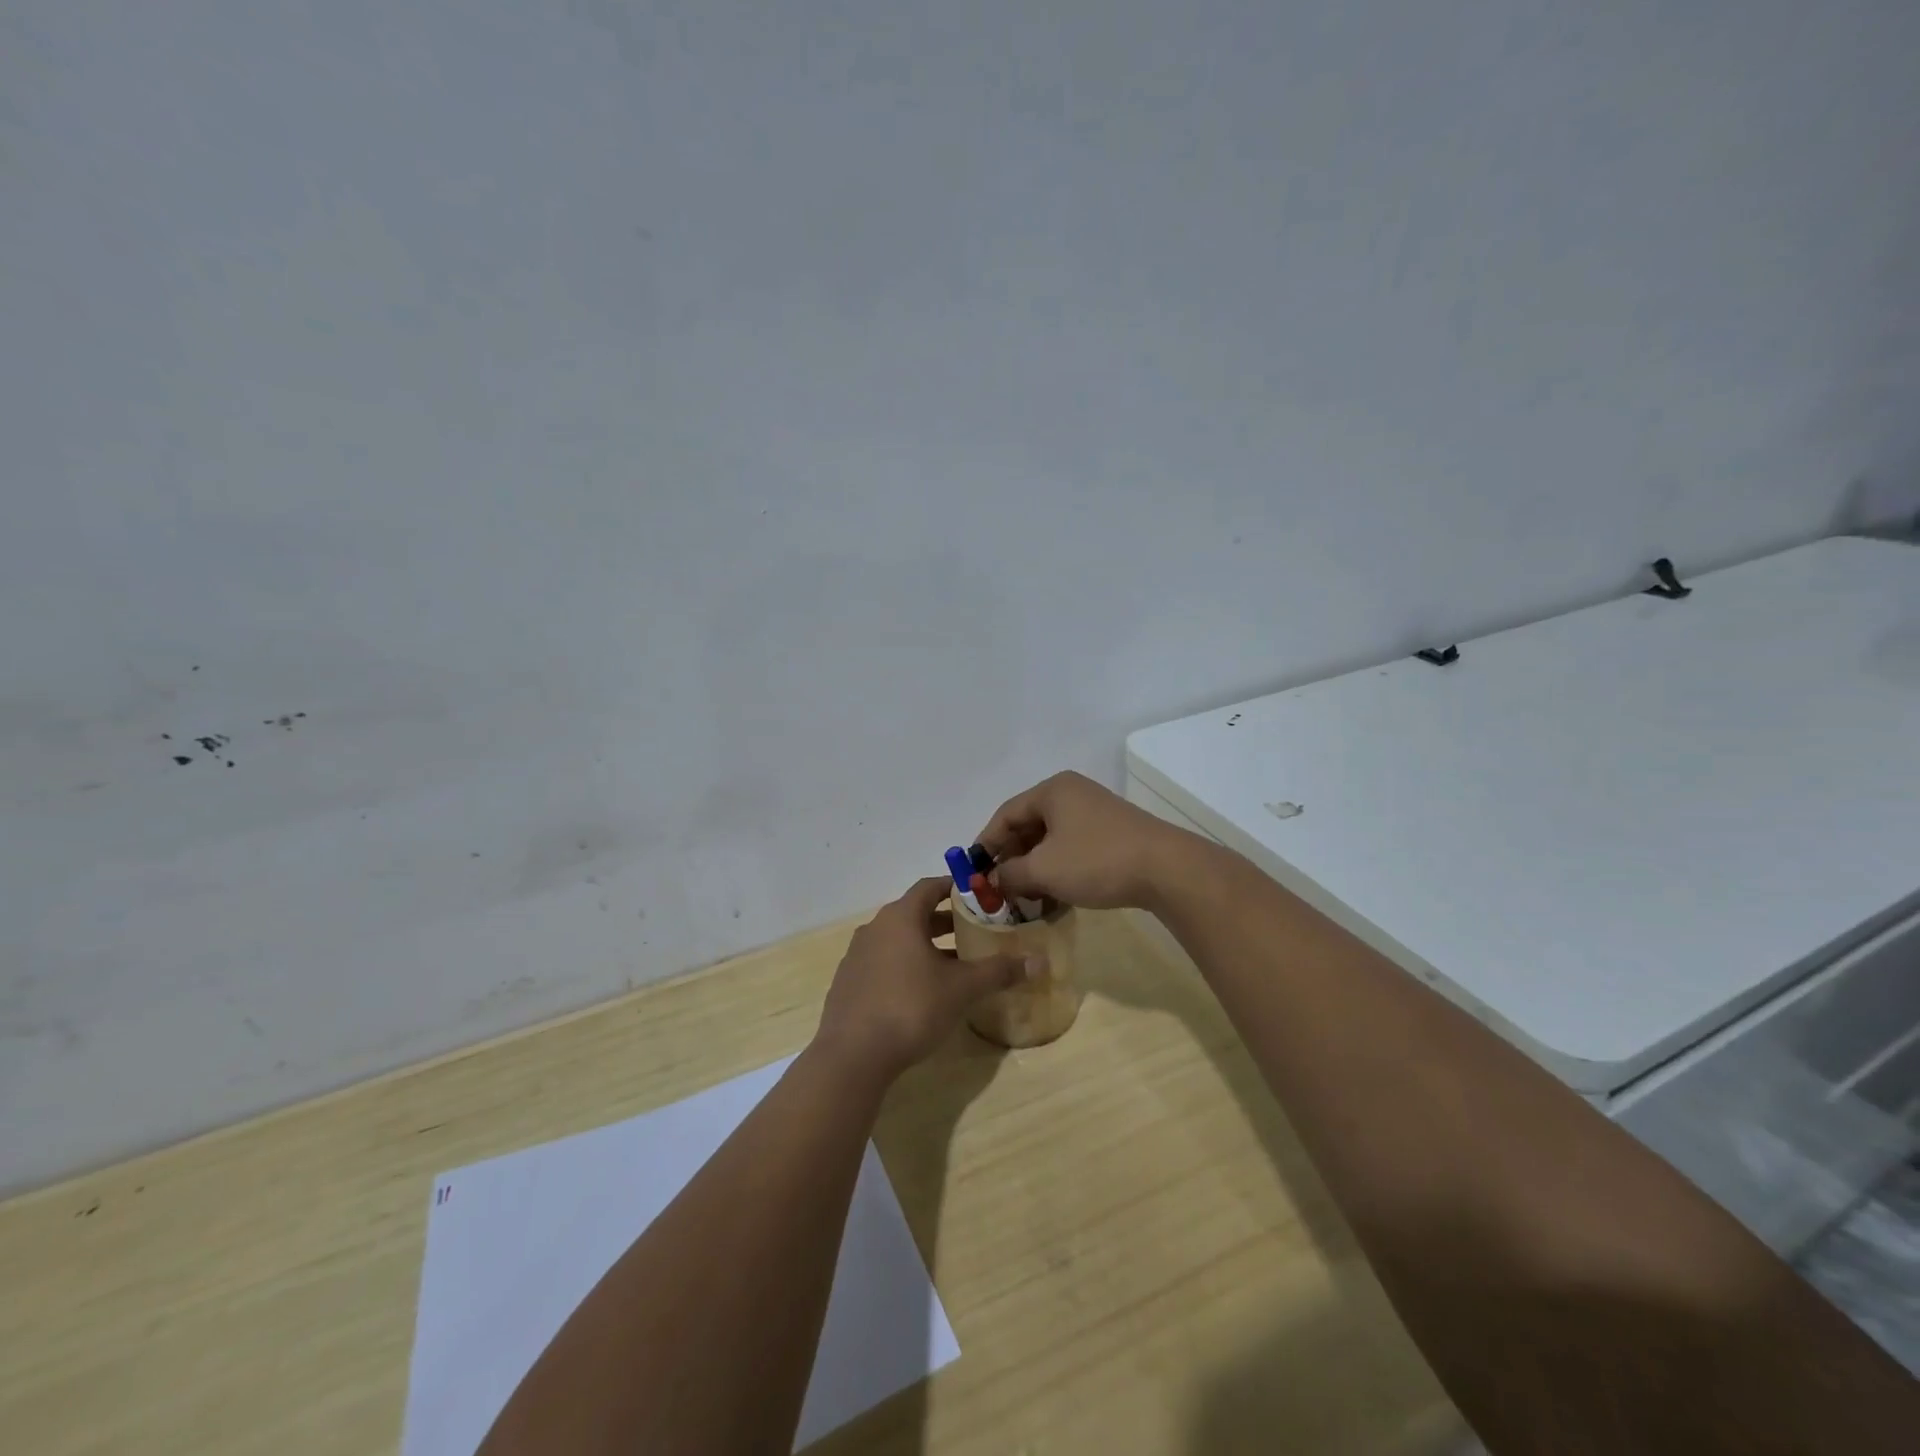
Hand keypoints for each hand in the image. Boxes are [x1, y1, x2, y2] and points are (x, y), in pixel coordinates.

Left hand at [813, 877, 1033, 1082]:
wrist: (853, 1055)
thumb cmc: (911, 1007)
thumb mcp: (962, 988)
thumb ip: (999, 971)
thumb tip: (1039, 961)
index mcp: (900, 918)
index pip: (929, 887)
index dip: (954, 887)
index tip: (977, 895)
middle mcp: (874, 928)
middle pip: (913, 914)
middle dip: (944, 921)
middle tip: (973, 931)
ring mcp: (857, 957)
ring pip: (897, 940)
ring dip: (924, 946)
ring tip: (952, 964)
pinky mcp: (848, 984)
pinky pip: (882, 964)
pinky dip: (904, 967)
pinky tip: (920, 992)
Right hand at [976, 770, 1193, 909]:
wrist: (1166, 869)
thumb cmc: (1096, 861)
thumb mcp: (1043, 870)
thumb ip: (1010, 874)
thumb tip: (995, 880)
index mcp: (1052, 791)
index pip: (1005, 814)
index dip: (985, 844)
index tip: (973, 872)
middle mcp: (1072, 794)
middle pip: (1027, 825)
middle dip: (1011, 858)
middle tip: (998, 887)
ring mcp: (1094, 812)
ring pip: (1050, 839)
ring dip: (1033, 867)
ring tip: (1024, 897)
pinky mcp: (1111, 832)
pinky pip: (1071, 847)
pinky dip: (1057, 868)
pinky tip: (1053, 894)